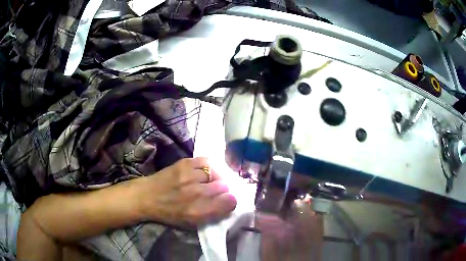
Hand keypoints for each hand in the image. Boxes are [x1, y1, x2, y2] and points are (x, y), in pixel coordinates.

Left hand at [139, 157, 236, 227]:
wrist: (148, 197)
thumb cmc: (169, 213)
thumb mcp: (191, 223)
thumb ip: (211, 215)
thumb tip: (228, 203)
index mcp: (199, 212)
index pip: (229, 202)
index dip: (230, 201)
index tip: (226, 200)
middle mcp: (196, 194)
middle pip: (224, 186)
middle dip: (223, 189)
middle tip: (216, 191)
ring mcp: (189, 176)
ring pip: (216, 173)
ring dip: (215, 178)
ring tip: (209, 180)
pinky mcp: (184, 163)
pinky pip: (206, 161)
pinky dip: (208, 167)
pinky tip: (205, 171)